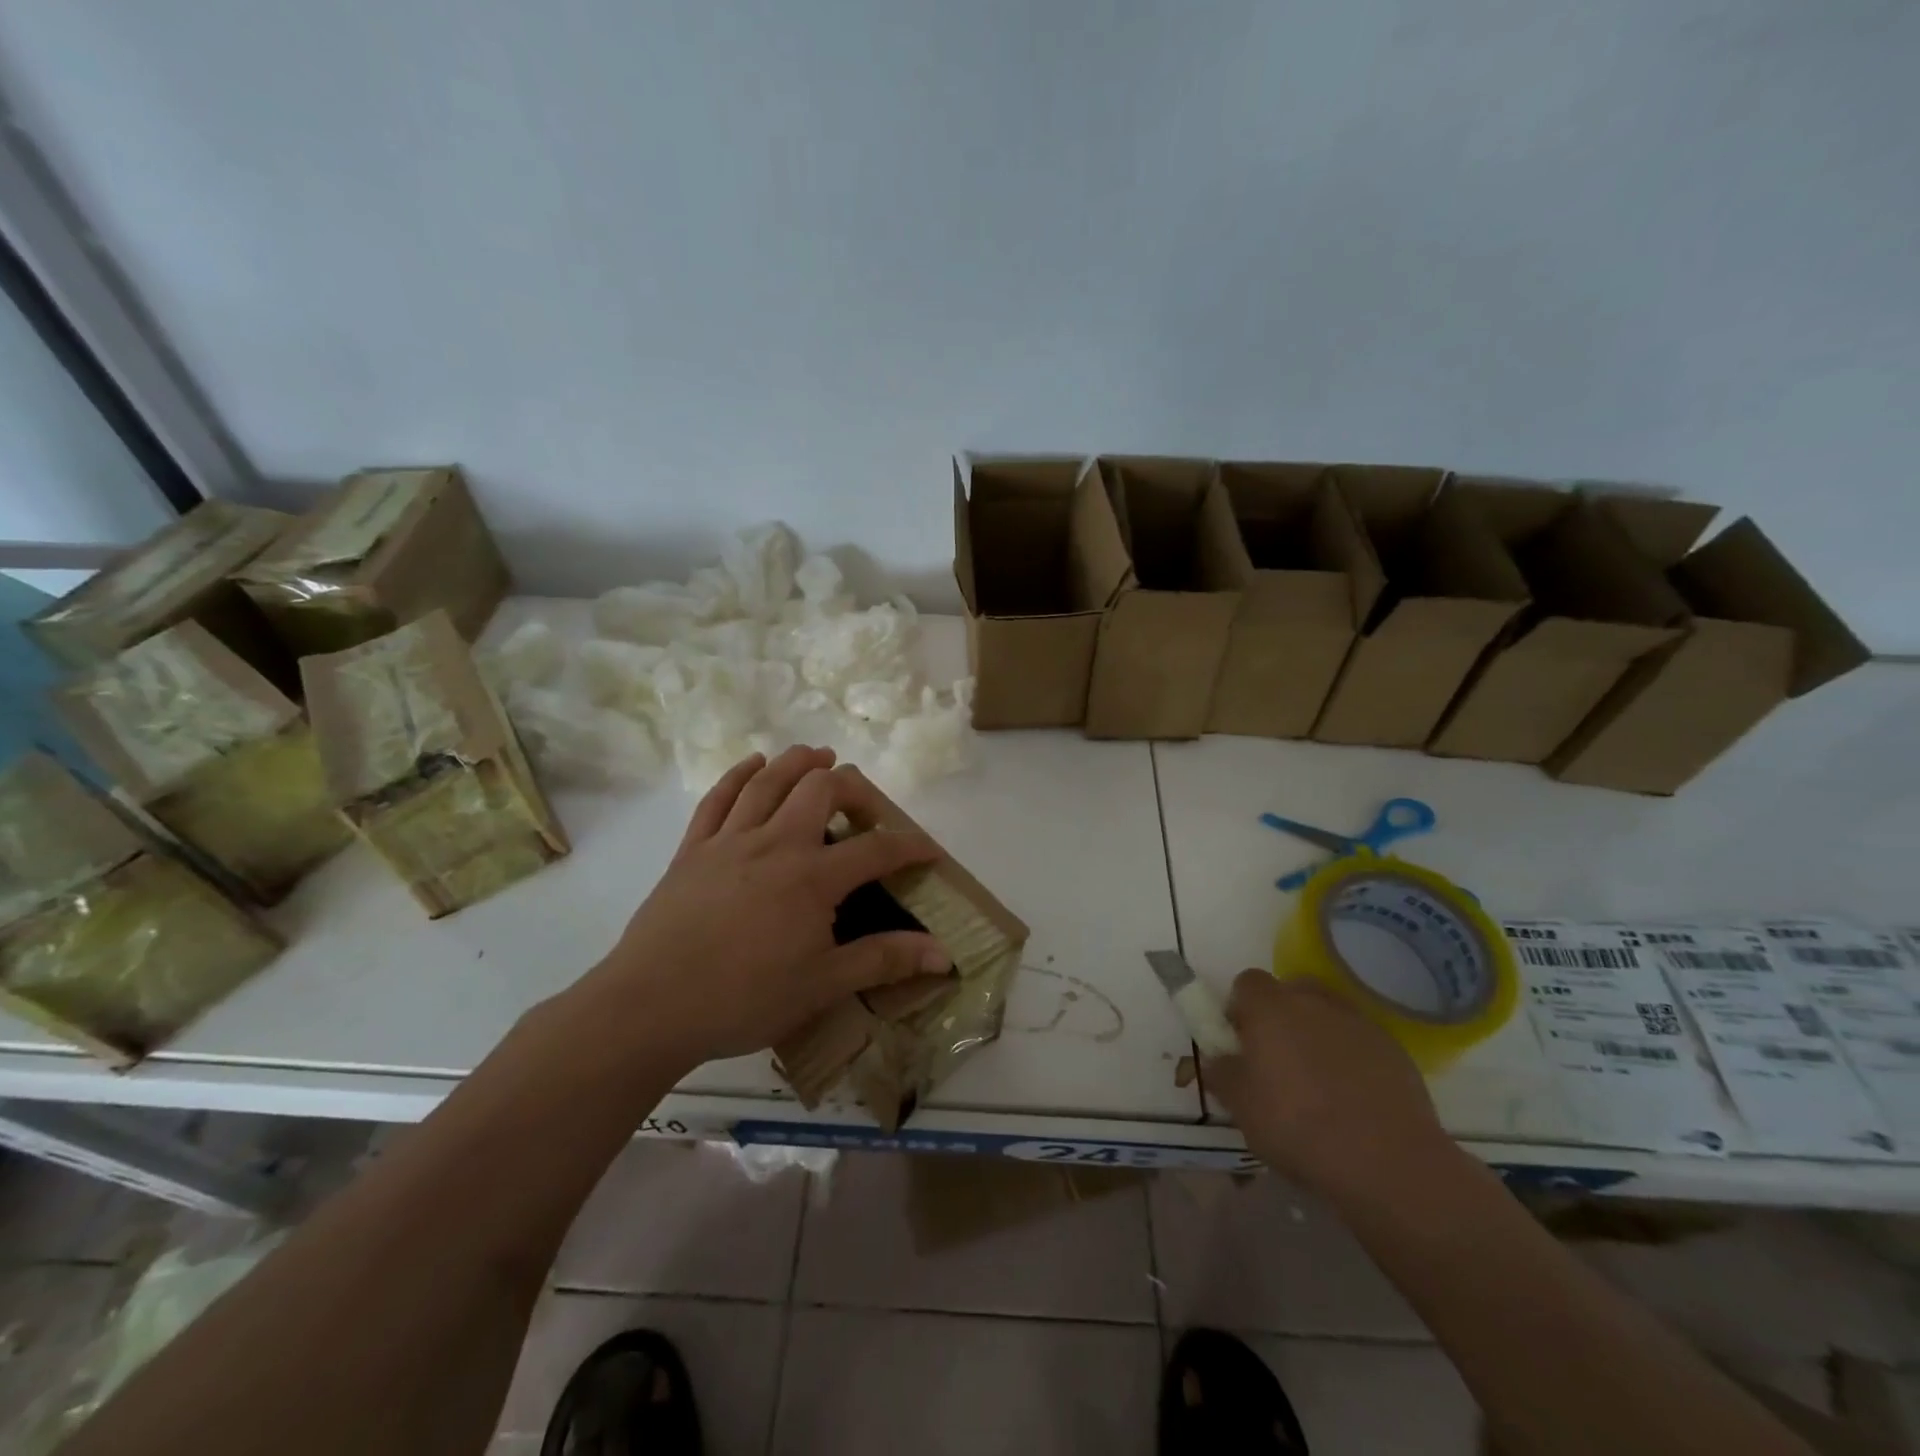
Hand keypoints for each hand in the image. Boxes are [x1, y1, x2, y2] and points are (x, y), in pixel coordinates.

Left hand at [579, 746, 948, 1069]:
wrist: (650, 1007)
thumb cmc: (743, 999)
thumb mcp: (823, 985)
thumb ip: (884, 961)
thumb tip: (944, 954)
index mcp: (812, 877)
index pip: (876, 849)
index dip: (910, 846)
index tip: (930, 851)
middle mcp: (775, 843)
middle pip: (821, 788)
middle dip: (853, 787)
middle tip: (864, 808)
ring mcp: (729, 840)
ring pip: (769, 780)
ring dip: (800, 761)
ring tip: (820, 755)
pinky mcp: (692, 848)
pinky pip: (718, 797)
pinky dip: (740, 773)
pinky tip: (754, 763)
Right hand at [1205, 971, 1455, 1204]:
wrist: (1386, 1161)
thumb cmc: (1297, 1126)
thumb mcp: (1241, 1107)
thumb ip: (1222, 1073)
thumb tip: (1217, 1058)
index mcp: (1269, 1008)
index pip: (1247, 983)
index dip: (1241, 1007)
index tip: (1241, 1040)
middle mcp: (1313, 1002)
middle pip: (1291, 991)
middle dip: (1282, 1015)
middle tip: (1278, 1058)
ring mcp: (1358, 1022)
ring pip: (1328, 1014)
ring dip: (1318, 1033)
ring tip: (1318, 1079)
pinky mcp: (1394, 1049)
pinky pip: (1361, 1041)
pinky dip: (1353, 1057)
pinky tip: (1354, 1097)